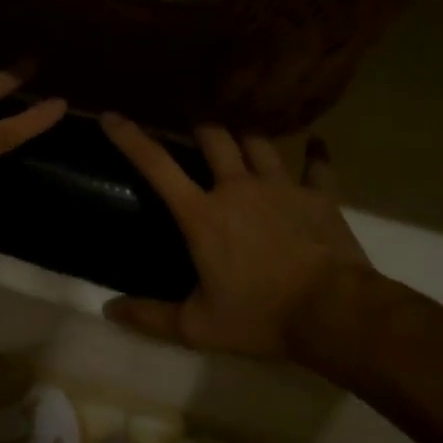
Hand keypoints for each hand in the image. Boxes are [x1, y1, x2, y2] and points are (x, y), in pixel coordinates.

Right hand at [99, 116, 382, 358]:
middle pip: (213, 137)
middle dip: (199, 125)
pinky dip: (315, 154)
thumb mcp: (198, 326)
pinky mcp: (318, 195)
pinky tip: (316, 144)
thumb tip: (109, 310)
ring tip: (241, 131)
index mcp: (203, 214)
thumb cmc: (260, 317)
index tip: (111, 115)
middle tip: (193, 124)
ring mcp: (280, 186)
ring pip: (258, 142)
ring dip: (246, 135)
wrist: (333, 313)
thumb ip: (150, 316)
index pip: (157, 165)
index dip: (131, 138)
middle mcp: (237, 187)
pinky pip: (317, 165)